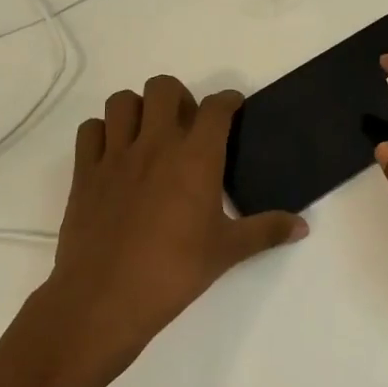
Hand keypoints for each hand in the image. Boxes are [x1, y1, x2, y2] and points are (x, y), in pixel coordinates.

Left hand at [42, 75, 306, 371]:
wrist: (106, 298)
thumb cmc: (174, 272)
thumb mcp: (227, 251)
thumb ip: (266, 232)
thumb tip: (303, 227)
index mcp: (196, 157)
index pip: (216, 108)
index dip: (227, 101)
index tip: (232, 108)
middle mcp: (156, 144)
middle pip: (164, 87)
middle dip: (178, 97)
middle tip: (186, 125)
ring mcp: (116, 155)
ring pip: (122, 101)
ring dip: (137, 109)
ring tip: (148, 134)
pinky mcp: (84, 172)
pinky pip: (89, 130)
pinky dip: (102, 132)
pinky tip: (113, 154)